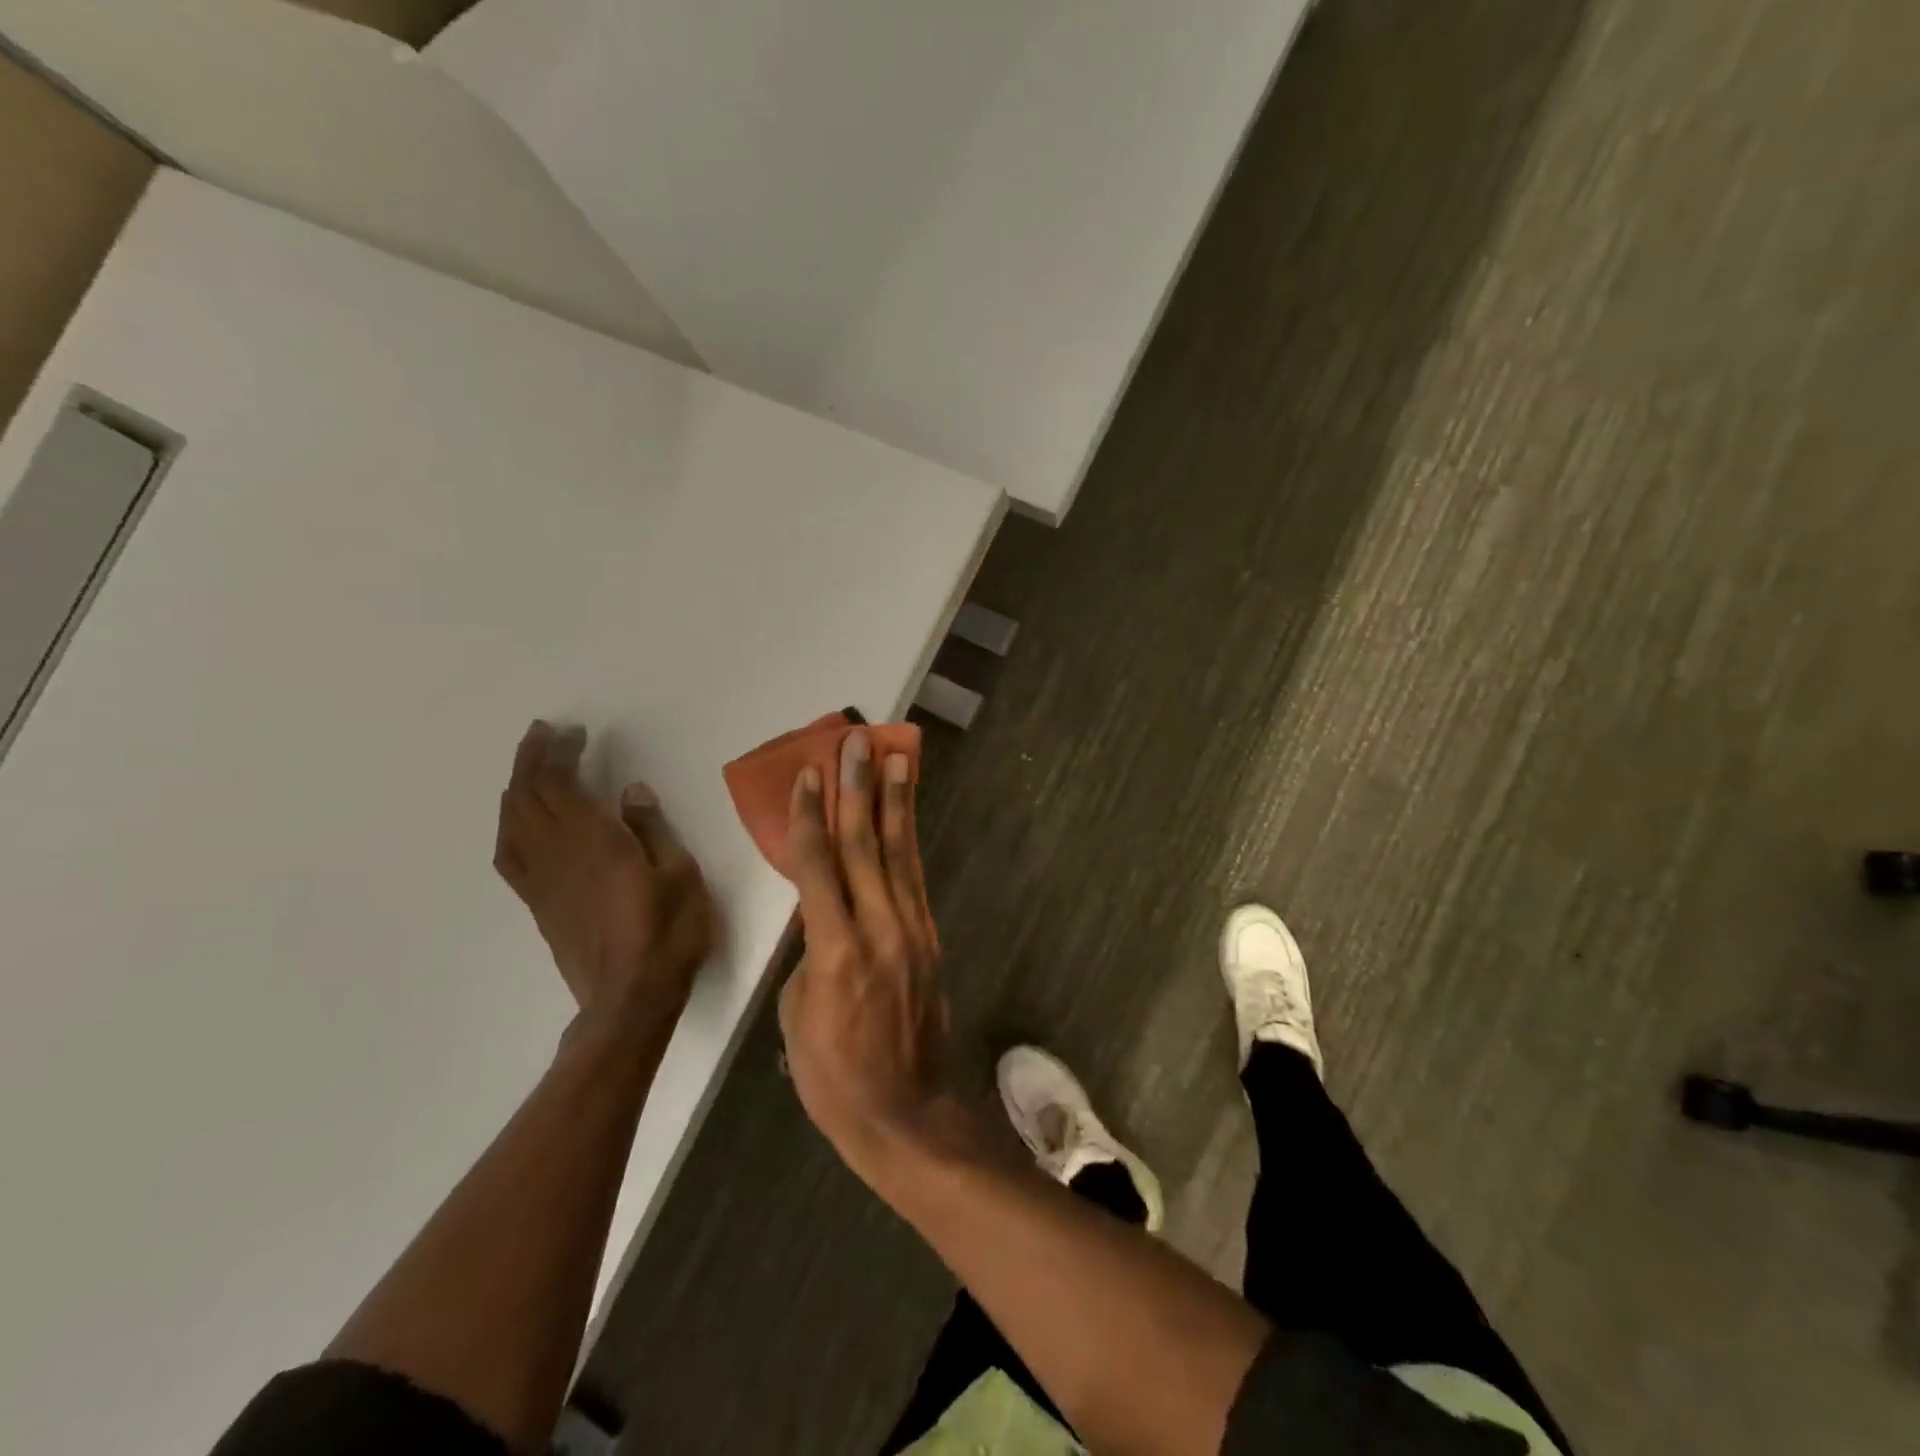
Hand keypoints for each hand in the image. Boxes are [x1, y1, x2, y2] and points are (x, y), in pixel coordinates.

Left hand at [493, 721, 716, 1044]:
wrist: (629, 1000)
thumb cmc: (667, 933)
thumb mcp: (680, 875)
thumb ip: (652, 830)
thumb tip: (631, 791)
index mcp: (594, 841)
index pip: (560, 784)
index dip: (558, 753)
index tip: (571, 731)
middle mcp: (557, 853)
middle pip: (528, 796)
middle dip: (532, 760)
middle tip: (545, 734)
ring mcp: (541, 880)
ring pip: (512, 822)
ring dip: (516, 788)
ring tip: (530, 768)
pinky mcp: (538, 904)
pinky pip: (509, 854)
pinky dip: (509, 825)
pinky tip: (518, 821)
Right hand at [778, 729, 950, 1183]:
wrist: (906, 1113)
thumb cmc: (834, 1076)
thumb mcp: (797, 1015)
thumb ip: (809, 952)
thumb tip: (820, 916)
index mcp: (837, 949)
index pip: (818, 865)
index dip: (812, 816)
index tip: (810, 773)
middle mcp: (880, 927)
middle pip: (864, 844)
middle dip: (859, 788)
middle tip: (857, 741)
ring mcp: (912, 930)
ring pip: (898, 852)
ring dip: (895, 801)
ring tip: (896, 756)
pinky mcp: (929, 938)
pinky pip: (914, 877)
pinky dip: (909, 839)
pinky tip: (906, 814)